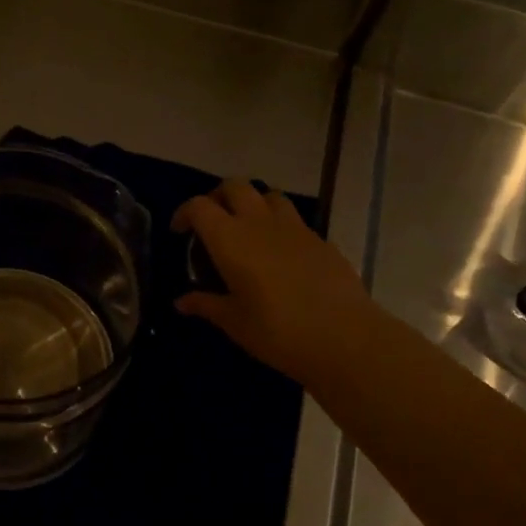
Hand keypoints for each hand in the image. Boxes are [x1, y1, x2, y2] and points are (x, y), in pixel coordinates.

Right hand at [172, 179, 380, 385]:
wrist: (346, 339)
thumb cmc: (278, 331)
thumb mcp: (234, 322)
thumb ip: (206, 305)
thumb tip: (181, 301)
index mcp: (230, 239)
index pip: (199, 206)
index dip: (184, 213)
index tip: (180, 232)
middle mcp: (260, 223)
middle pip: (234, 186)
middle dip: (218, 197)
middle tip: (212, 223)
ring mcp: (295, 228)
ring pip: (268, 196)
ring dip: (253, 205)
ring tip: (248, 230)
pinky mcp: (321, 240)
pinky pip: (294, 220)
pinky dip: (280, 227)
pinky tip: (280, 255)